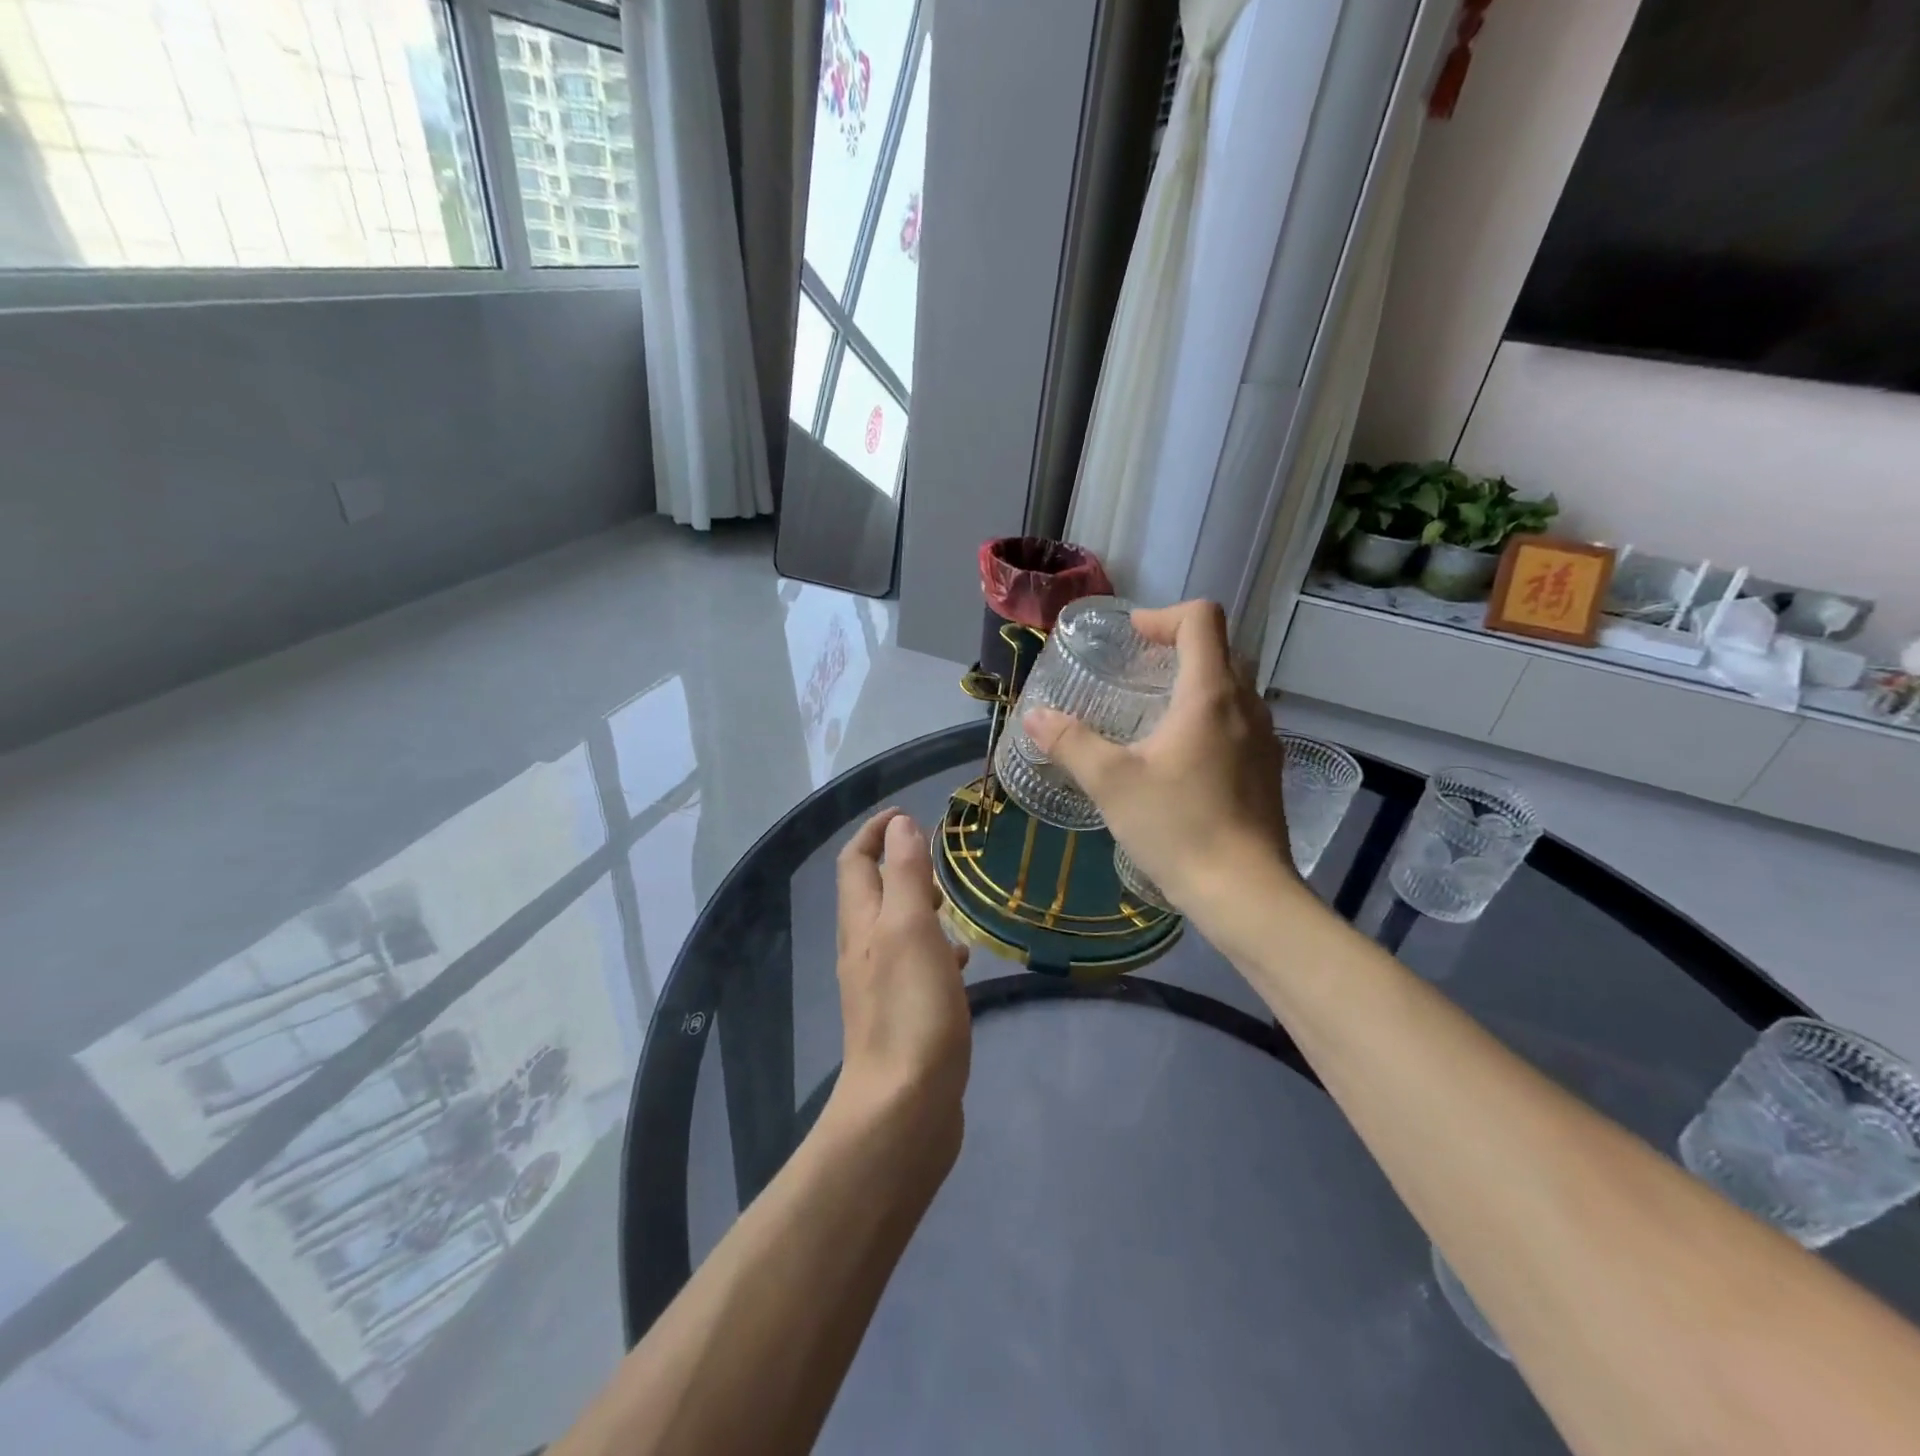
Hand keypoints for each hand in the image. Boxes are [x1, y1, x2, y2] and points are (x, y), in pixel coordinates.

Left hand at [829, 810, 971, 1159]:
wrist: (904, 1108)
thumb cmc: (910, 1010)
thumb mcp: (910, 928)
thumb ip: (905, 874)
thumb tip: (900, 825)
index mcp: (862, 923)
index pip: (856, 861)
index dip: (876, 831)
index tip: (907, 813)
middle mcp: (863, 949)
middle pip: (872, 891)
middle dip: (899, 863)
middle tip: (938, 855)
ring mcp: (881, 984)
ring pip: (896, 928)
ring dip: (919, 904)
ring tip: (955, 901)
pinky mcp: (903, 1014)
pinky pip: (914, 964)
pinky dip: (934, 947)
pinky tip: (961, 960)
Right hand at [1025, 600, 1296, 924]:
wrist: (1245, 893)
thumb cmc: (1178, 827)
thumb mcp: (1111, 783)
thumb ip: (1070, 742)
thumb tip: (1034, 716)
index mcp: (1211, 695)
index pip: (1202, 619)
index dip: (1163, 616)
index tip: (1131, 638)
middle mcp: (1246, 705)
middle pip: (1219, 648)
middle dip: (1176, 647)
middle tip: (1136, 671)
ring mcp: (1264, 739)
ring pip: (1232, 687)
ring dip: (1193, 683)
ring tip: (1151, 714)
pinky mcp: (1267, 770)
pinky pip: (1239, 721)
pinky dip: (1208, 717)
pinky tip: (1179, 757)